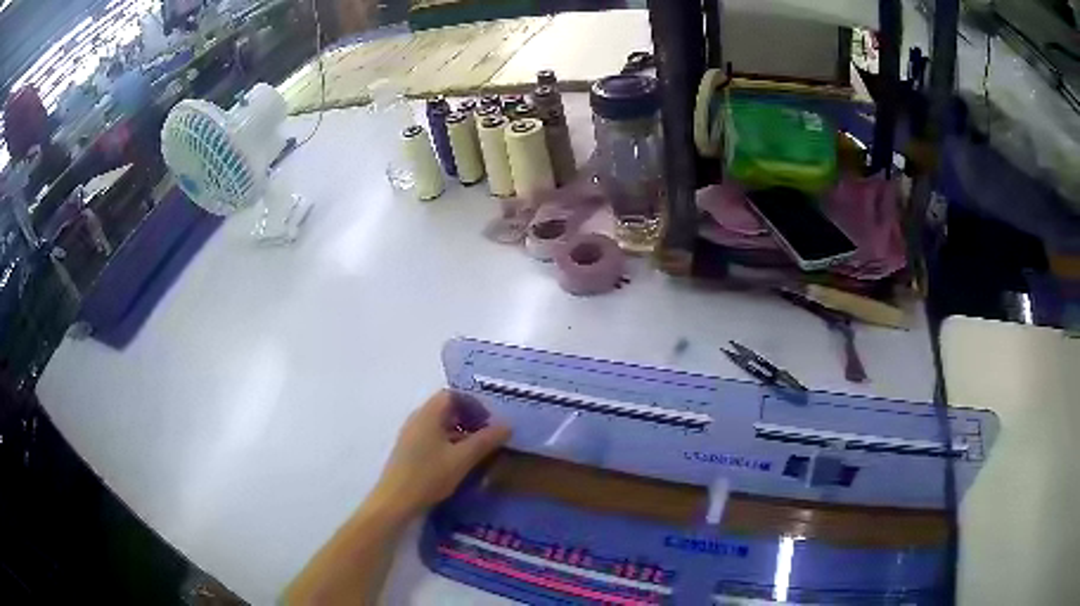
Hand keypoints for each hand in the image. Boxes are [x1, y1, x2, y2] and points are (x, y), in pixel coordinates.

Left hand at [370, 390, 510, 515]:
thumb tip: (508, 425)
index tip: (490, 423)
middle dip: (469, 420)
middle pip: (446, 409)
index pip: (453, 395)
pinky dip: (449, 444)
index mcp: (428, 413)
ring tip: (477, 453)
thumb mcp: (463, 458)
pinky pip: (432, 438)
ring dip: (460, 434)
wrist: (395, 501)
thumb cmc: (429, 475)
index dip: (474, 404)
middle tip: (487, 438)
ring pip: (440, 425)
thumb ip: (486, 440)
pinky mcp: (409, 451)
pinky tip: (459, 464)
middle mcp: (417, 418)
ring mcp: (411, 435)